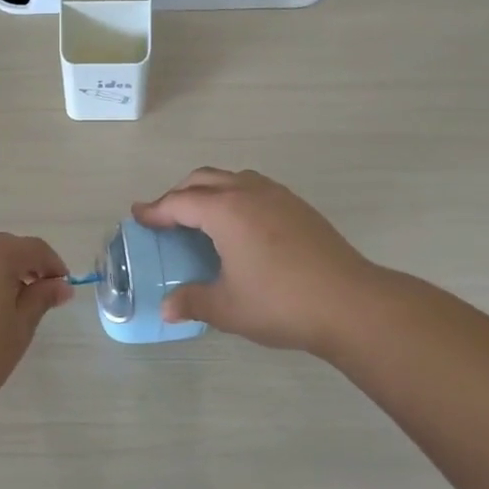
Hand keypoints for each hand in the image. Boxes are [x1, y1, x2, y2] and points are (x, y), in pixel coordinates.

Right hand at [133, 168, 377, 355]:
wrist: (350, 303)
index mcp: (225, 211)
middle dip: (179, 194)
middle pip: (204, 180)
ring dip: (209, 190)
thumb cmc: (280, 303)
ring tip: (201, 216)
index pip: (179, 203)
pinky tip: (240, 225)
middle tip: (165, 217)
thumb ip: (192, 302)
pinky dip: (235, 196)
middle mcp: (249, 193)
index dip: (155, 210)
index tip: (138, 216)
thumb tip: (166, 309)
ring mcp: (278, 197)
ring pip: (233, 179)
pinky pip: (255, 188)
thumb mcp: (227, 308)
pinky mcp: (299, 207)